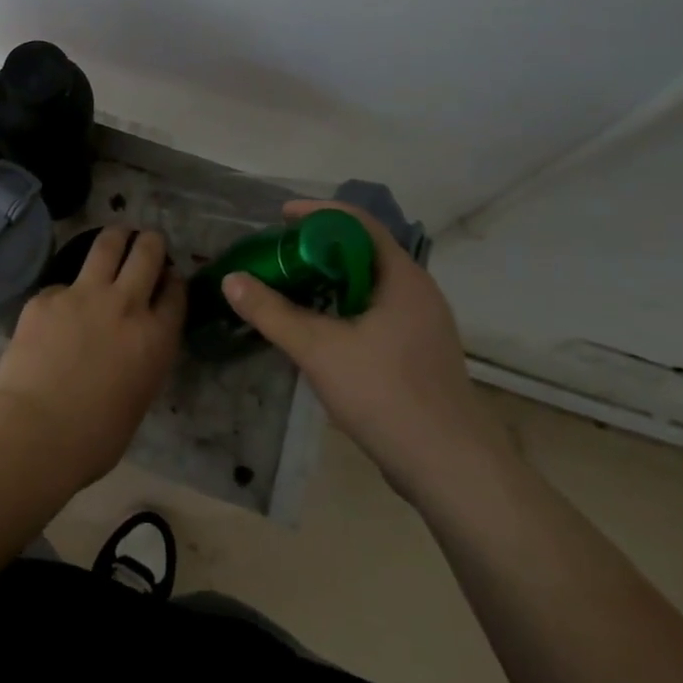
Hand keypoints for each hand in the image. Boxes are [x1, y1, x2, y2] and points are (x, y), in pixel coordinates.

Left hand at [0, 227, 184, 488]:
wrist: (35, 431)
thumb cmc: (94, 438)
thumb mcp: (139, 396)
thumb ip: (143, 359)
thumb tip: (132, 345)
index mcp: (156, 337)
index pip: (175, 292)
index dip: (173, 280)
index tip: (169, 278)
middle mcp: (125, 304)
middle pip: (147, 253)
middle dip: (150, 242)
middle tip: (147, 241)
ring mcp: (83, 294)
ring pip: (107, 245)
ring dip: (116, 237)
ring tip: (116, 236)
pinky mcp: (47, 296)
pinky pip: (62, 284)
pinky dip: (65, 293)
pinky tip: (57, 310)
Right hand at [220, 200, 506, 499]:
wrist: (451, 469)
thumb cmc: (387, 394)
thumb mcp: (319, 349)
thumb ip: (272, 312)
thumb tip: (231, 280)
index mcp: (402, 277)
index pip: (357, 223)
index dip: (317, 213)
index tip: (280, 217)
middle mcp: (416, 291)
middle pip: (362, 250)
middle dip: (317, 246)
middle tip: (277, 254)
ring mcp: (421, 324)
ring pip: (368, 284)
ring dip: (329, 279)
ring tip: (290, 286)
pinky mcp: (418, 352)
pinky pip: (375, 310)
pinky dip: (343, 306)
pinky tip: (317, 328)